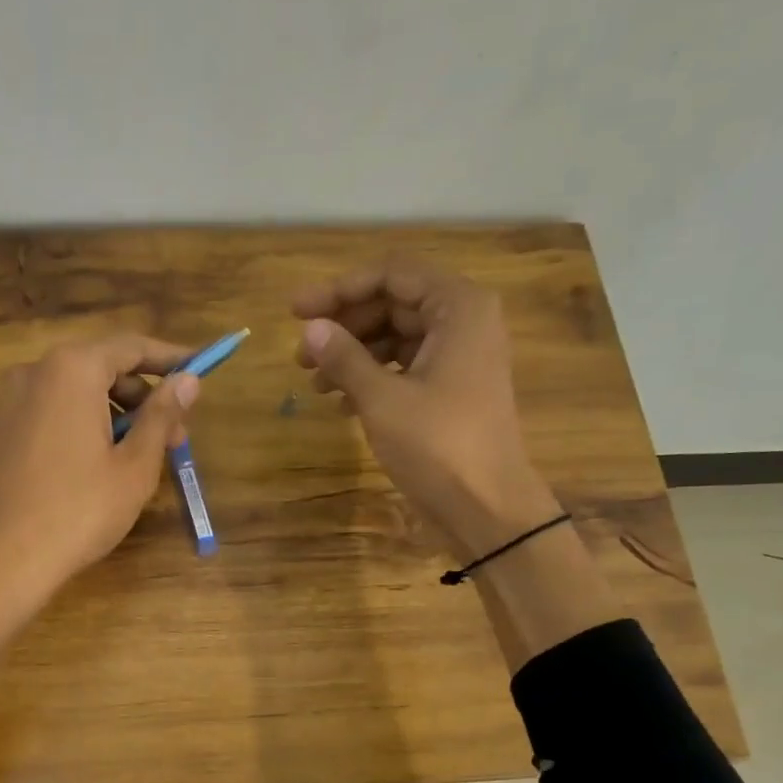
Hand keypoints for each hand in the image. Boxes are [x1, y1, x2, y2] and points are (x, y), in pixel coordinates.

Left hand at [0, 334, 200, 605]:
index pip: (131, 346)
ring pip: (78, 391)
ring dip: (117, 412)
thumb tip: (188, 380)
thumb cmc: (80, 510)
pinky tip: (104, 461)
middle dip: (144, 395)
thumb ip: (162, 415)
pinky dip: (86, 423)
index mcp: (72, 369)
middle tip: (176, 434)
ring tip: (143, 454)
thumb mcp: (135, 464)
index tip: (200, 370)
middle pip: (102, 367)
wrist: (5, 559)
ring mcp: (12, 401)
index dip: (170, 358)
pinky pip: (54, 411)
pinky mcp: (2, 430)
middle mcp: (36, 371)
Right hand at [293, 260, 560, 557]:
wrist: (485, 507)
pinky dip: (371, 378)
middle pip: (393, 304)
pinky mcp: (450, 390)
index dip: (340, 290)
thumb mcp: (382, 399)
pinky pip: (404, 367)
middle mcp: (463, 322)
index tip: (297, 311)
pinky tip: (341, 403)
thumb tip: (310, 328)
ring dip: (353, 355)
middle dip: (344, 326)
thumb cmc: (438, 445)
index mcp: (458, 308)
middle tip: (300, 354)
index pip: (392, 275)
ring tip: (314, 382)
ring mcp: (459, 357)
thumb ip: (344, 357)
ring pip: (396, 337)